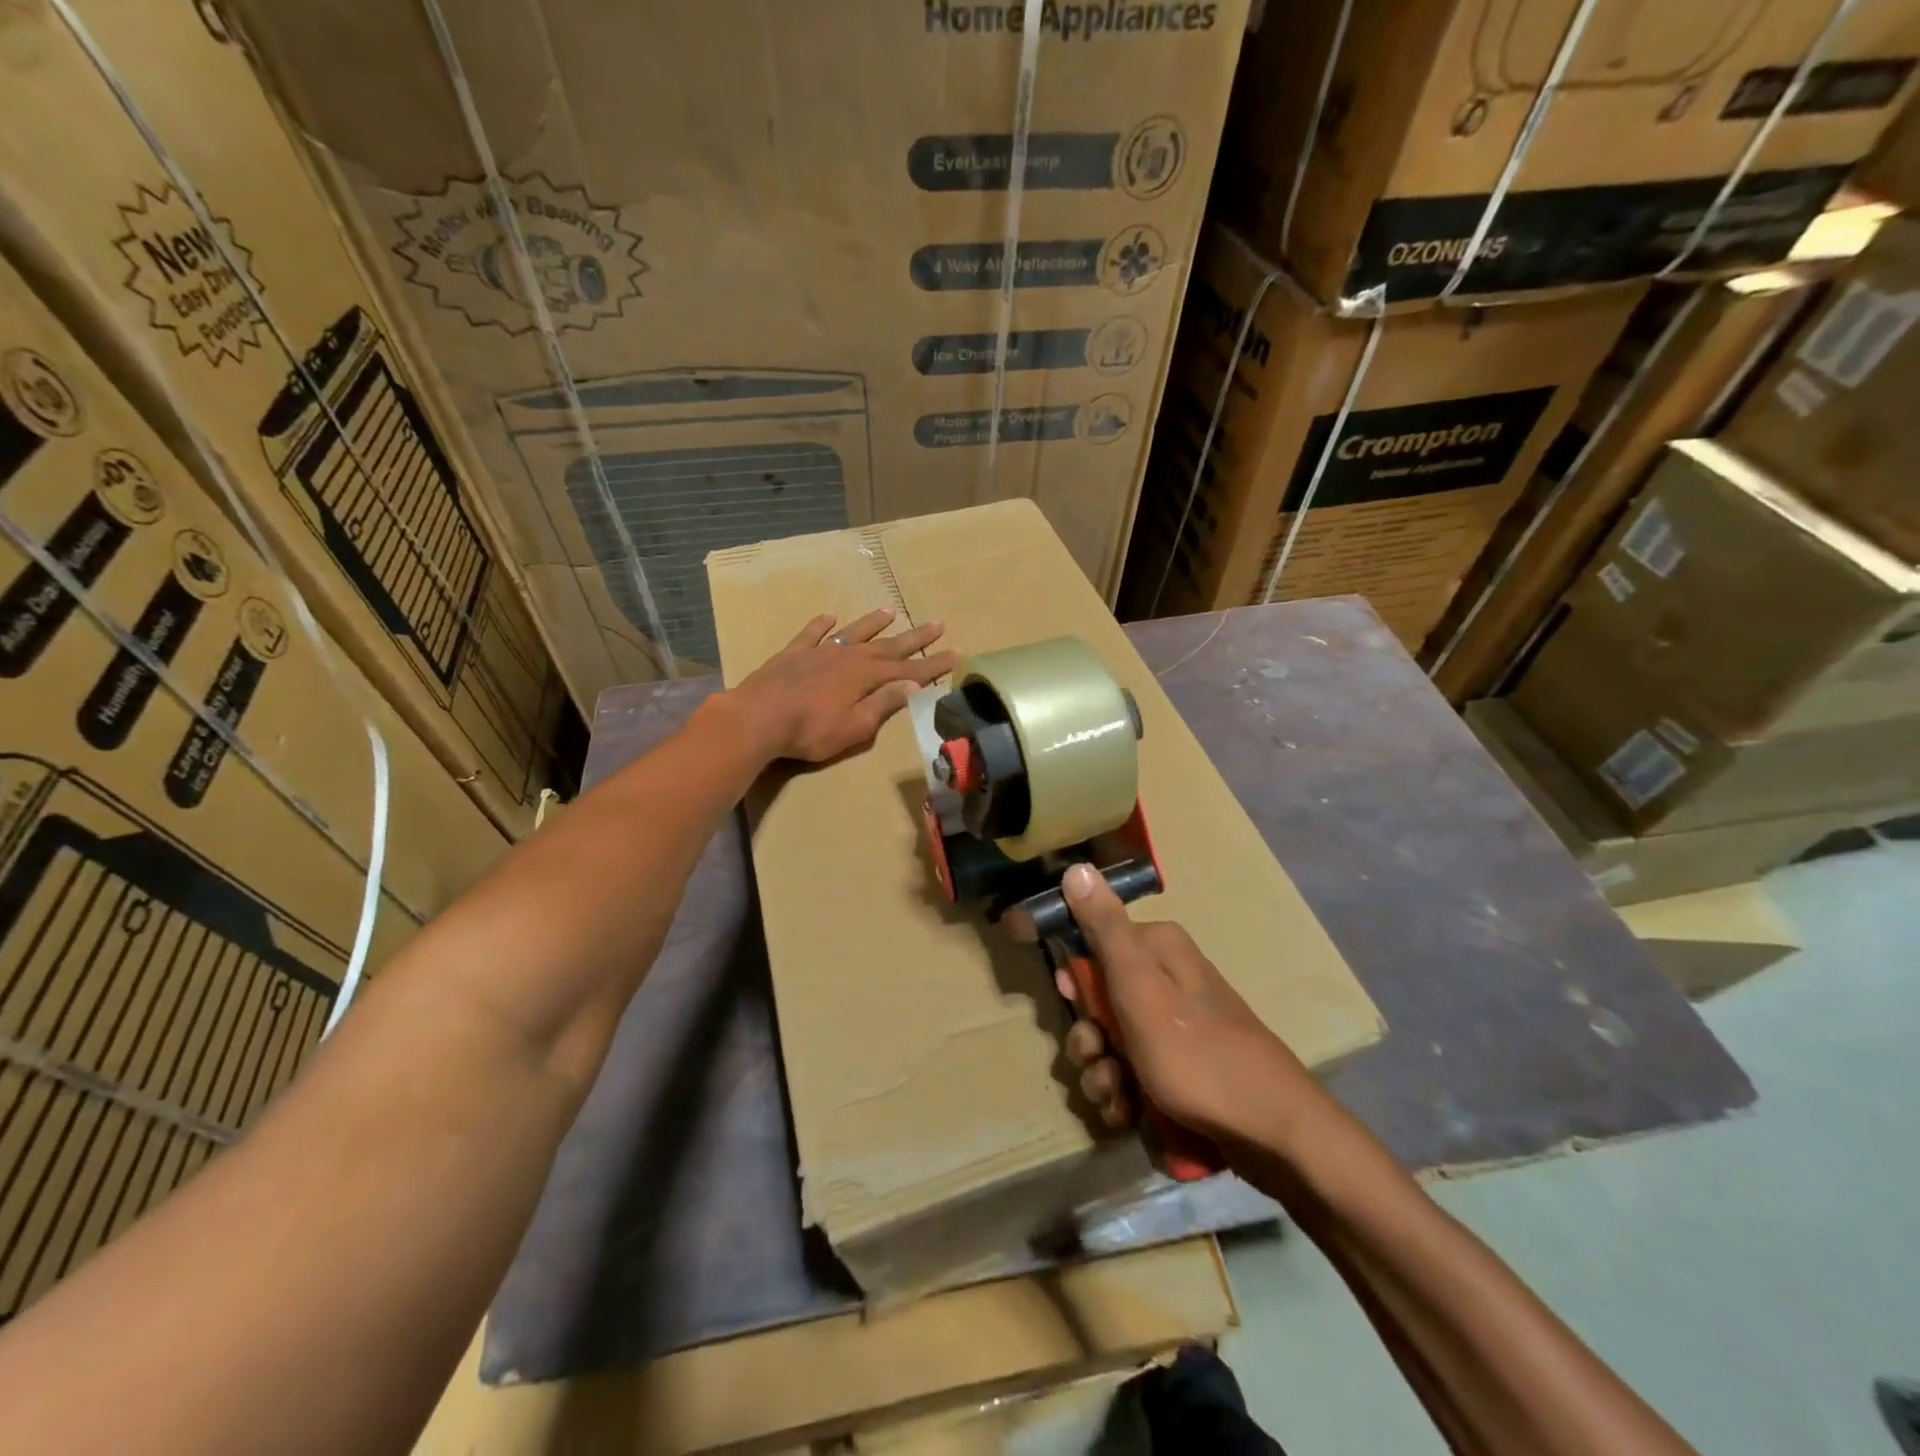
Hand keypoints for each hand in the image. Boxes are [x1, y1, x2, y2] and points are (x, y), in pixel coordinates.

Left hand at [728, 608, 957, 762]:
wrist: (757, 718)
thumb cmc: (810, 730)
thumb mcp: (855, 727)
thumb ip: (883, 704)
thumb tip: (911, 684)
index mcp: (866, 676)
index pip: (909, 669)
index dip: (933, 664)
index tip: (955, 653)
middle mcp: (848, 656)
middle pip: (888, 644)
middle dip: (914, 637)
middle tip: (937, 623)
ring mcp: (820, 651)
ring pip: (853, 632)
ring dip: (873, 622)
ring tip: (891, 610)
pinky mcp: (794, 653)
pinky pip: (812, 633)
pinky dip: (822, 624)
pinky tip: (829, 616)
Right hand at [1055, 862, 1316, 1145]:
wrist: (1270, 1133)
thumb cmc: (1197, 1054)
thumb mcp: (1139, 988)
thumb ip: (1105, 929)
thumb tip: (1076, 867)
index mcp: (1157, 949)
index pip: (1093, 943)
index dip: (1073, 977)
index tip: (1067, 1001)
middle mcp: (1165, 980)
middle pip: (1097, 999)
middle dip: (1088, 1036)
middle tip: (1097, 1057)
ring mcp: (1173, 1027)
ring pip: (1110, 1042)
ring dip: (1101, 1072)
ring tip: (1116, 1096)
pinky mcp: (1179, 1067)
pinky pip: (1131, 1073)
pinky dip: (1123, 1094)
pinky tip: (1128, 1113)